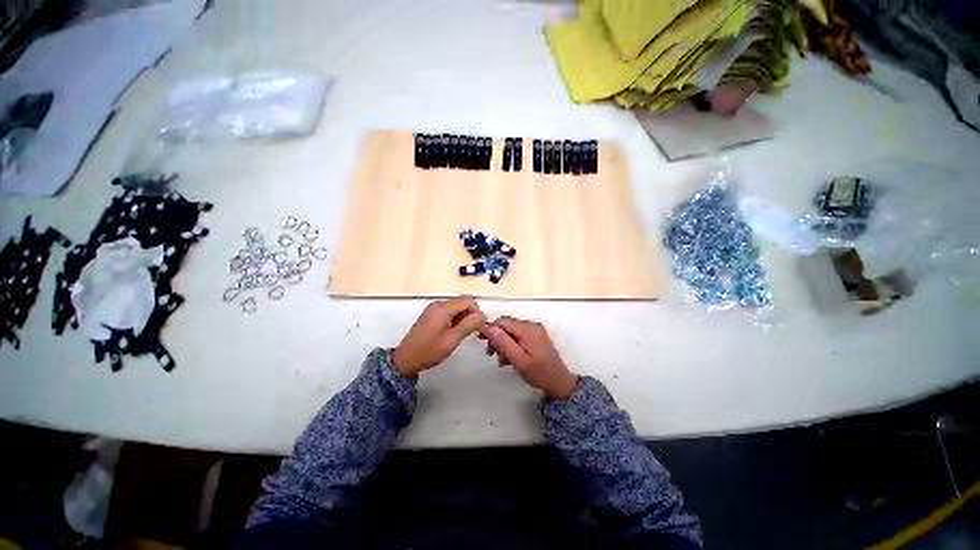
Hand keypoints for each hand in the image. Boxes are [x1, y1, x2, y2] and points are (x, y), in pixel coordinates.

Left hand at [392, 298, 486, 376]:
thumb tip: (483, 315)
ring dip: (463, 318)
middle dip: (470, 315)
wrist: (406, 360)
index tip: (478, 327)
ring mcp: (434, 309)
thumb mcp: (453, 339)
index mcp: (443, 308)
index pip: (468, 301)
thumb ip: (469, 325)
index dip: (477, 312)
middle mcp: (438, 304)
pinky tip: (453, 332)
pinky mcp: (431, 315)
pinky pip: (449, 312)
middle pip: (462, 302)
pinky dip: (455, 319)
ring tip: (461, 334)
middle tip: (471, 332)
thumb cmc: (429, 351)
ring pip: (457, 307)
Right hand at [480, 316, 578, 399]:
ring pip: (511, 331)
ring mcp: (535, 330)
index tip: (482, 342)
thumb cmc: (539, 373)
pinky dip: (511, 344)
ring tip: (502, 360)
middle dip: (497, 337)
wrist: (559, 383)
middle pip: (507, 325)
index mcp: (528, 329)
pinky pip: (518, 335)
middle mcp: (532, 325)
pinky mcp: (536, 336)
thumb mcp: (519, 360)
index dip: (490, 329)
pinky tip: (509, 358)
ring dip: (503, 343)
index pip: (503, 321)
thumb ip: (503, 343)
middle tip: (491, 353)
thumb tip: (488, 328)